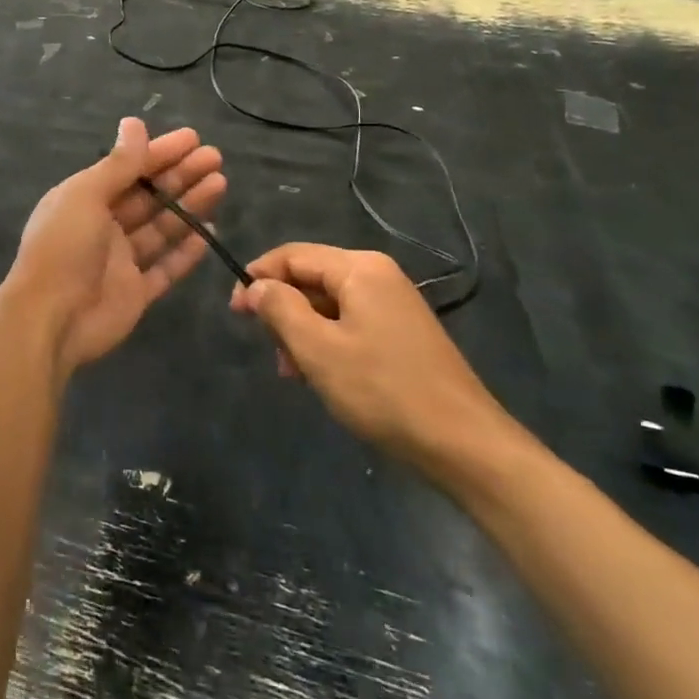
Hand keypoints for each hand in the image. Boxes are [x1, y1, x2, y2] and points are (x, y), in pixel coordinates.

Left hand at [6, 118, 225, 376]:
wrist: (50, 318)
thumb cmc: (64, 248)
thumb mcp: (86, 195)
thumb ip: (117, 164)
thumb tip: (134, 123)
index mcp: (83, 199)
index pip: (128, 169)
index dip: (160, 153)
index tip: (193, 139)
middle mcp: (102, 226)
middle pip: (148, 196)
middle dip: (181, 175)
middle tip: (216, 158)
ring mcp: (120, 261)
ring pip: (161, 228)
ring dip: (189, 206)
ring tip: (220, 184)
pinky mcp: (135, 292)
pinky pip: (165, 267)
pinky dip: (186, 251)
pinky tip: (210, 232)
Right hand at [231, 244, 518, 477]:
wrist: (464, 444)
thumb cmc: (383, 390)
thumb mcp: (317, 349)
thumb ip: (280, 308)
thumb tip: (256, 286)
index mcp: (359, 268)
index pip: (292, 254)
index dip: (257, 277)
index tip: (234, 311)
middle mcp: (378, 274)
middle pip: (311, 277)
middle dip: (282, 309)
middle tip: (267, 348)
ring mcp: (394, 303)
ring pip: (328, 303)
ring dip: (301, 331)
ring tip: (291, 371)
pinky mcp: (402, 331)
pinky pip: (349, 322)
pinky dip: (326, 341)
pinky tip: (320, 375)